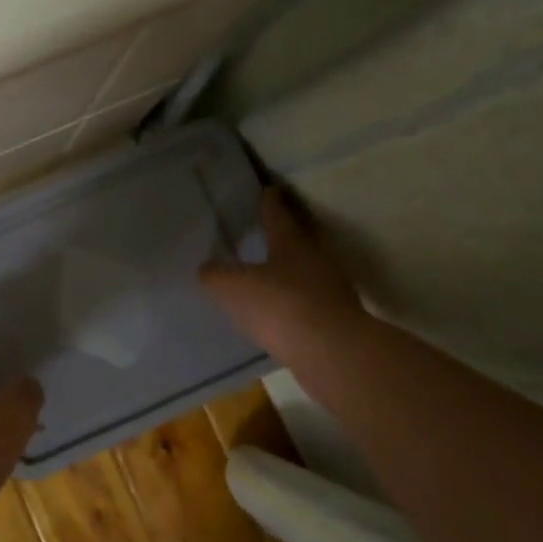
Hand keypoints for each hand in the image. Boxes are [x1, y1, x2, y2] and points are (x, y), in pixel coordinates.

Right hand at [200, 188, 367, 356]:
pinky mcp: (336, 317)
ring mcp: (331, 288)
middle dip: (281, 237)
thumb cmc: (280, 304)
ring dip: (288, 272)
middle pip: (297, 240)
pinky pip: (309, 301)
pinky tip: (278, 314)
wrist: (331, 351)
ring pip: (306, 270)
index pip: (277, 212)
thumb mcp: (233, 287)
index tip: (267, 189)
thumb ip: (216, 275)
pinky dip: (294, 302)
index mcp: (291, 241)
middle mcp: (316, 257)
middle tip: (261, 234)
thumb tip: (206, 268)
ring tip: (266, 277)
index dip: (269, 201)